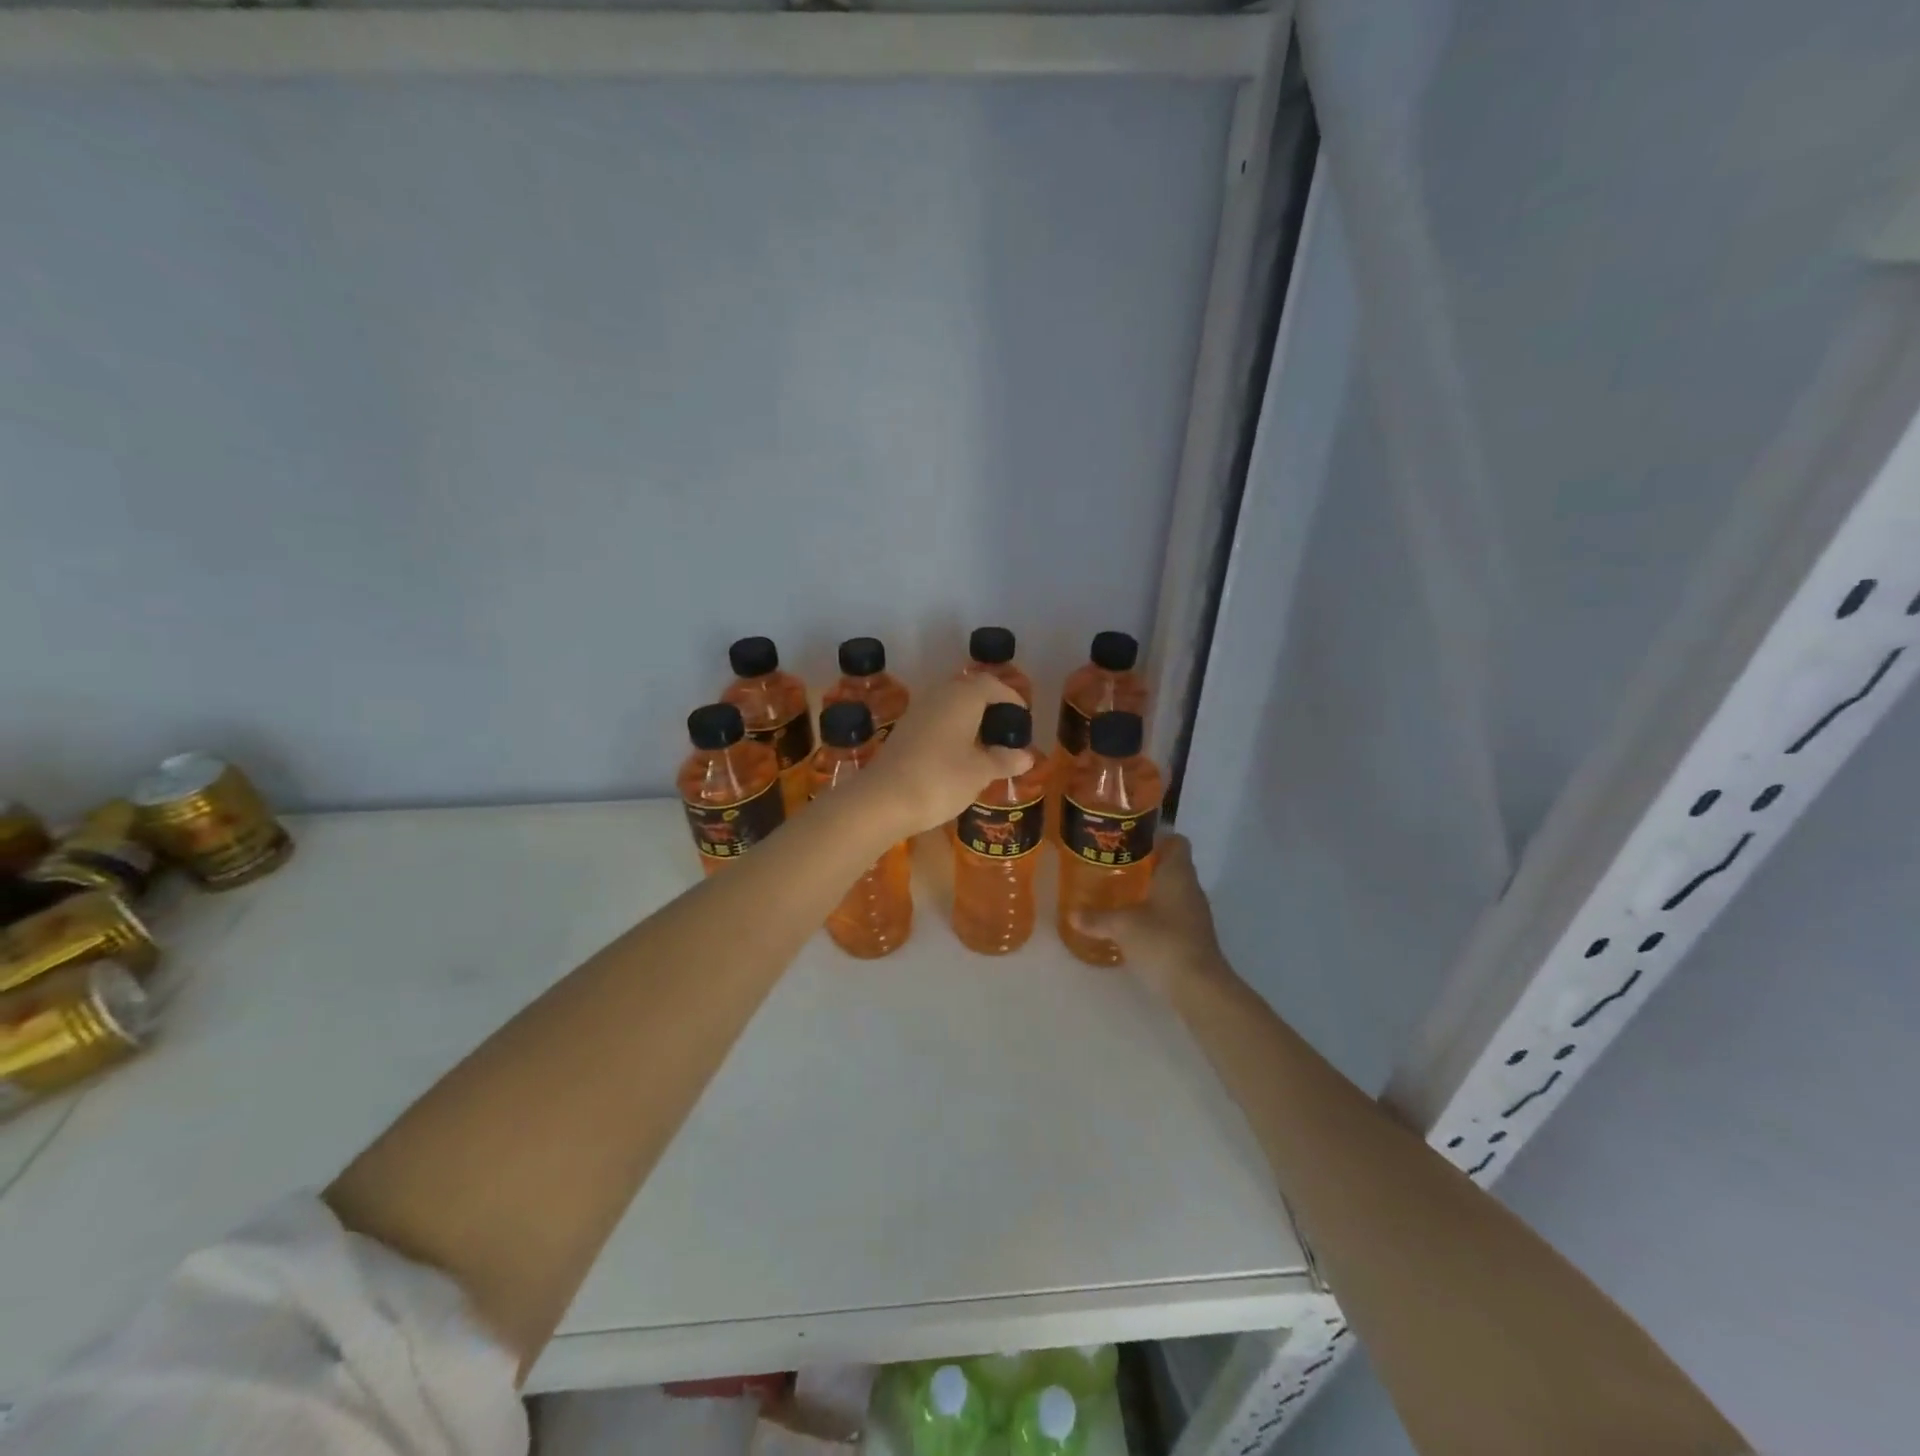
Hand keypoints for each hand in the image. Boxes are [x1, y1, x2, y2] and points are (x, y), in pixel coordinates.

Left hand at [858, 675, 1035, 836]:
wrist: (882, 800)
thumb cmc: (940, 780)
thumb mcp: (980, 772)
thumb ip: (1004, 761)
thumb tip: (1027, 756)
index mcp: (962, 698)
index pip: (992, 685)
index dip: (1010, 697)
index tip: (1022, 716)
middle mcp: (938, 697)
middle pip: (969, 691)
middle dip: (989, 706)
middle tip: (1005, 728)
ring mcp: (917, 713)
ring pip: (950, 706)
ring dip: (969, 719)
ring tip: (985, 744)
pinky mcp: (903, 732)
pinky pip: (935, 722)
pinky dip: (951, 731)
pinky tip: (957, 755)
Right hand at [1068, 834, 1230, 994]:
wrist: (1199, 987)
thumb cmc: (1163, 941)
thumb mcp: (1123, 926)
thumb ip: (1097, 918)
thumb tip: (1071, 914)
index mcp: (1178, 873)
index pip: (1176, 841)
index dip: (1156, 836)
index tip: (1130, 839)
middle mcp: (1190, 887)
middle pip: (1172, 864)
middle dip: (1146, 863)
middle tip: (1115, 864)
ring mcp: (1194, 913)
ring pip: (1172, 890)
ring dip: (1150, 889)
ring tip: (1119, 891)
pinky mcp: (1192, 935)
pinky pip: (1172, 913)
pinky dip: (1155, 913)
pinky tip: (1133, 922)